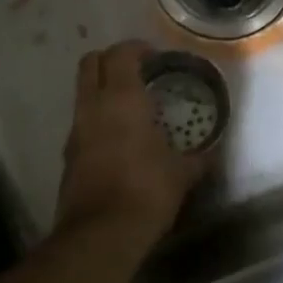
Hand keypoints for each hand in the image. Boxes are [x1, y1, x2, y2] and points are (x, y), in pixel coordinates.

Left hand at [54, 40, 207, 250]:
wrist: (101, 234)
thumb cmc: (147, 190)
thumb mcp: (183, 173)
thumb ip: (200, 157)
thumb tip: (214, 151)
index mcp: (121, 98)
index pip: (121, 53)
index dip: (137, 48)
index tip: (156, 56)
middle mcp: (93, 106)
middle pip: (90, 62)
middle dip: (112, 60)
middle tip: (138, 73)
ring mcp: (76, 130)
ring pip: (82, 92)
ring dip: (102, 89)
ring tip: (131, 106)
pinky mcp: (68, 155)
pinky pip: (82, 122)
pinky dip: (98, 118)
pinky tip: (120, 138)